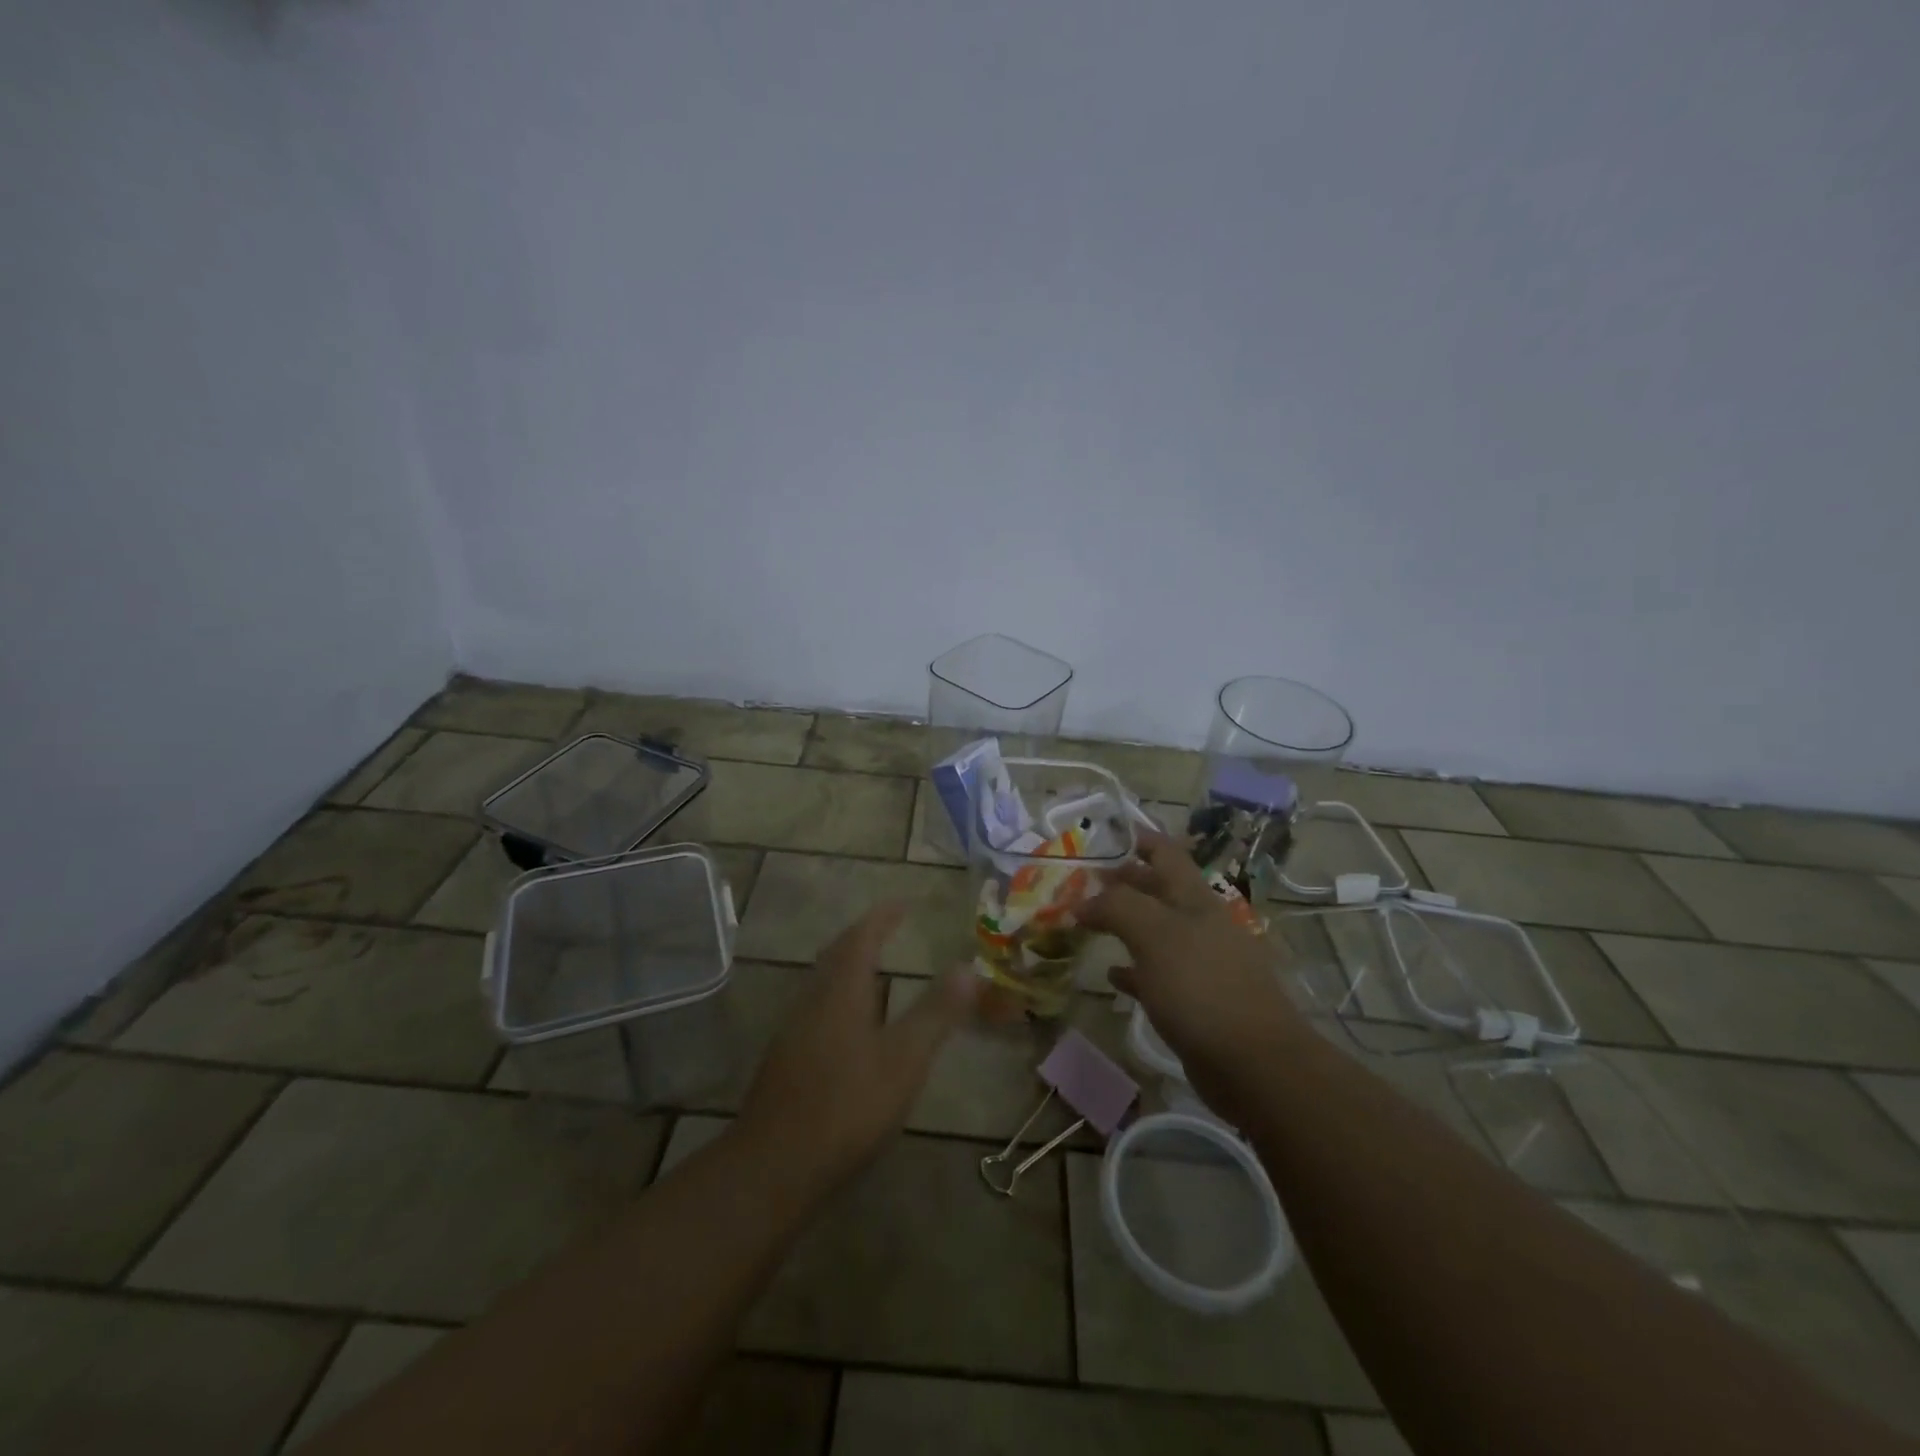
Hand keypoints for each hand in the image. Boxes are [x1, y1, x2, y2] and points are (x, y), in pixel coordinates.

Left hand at [736, 903, 976, 1196]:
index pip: (861, 938)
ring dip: (848, 966)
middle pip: (837, 955)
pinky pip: (817, 1007)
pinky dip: (839, 995)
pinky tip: (851, 1023)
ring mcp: (794, 1030)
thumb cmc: (847, 1106)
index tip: (902, 903)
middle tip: (888, 927)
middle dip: (863, 936)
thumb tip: (968, 965)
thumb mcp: (904, 1059)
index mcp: (841, 991)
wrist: (774, 1167)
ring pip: (823, 982)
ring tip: (874, 968)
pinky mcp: (786, 1059)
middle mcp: (813, 1000)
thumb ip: (936, 1012)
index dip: (882, 917)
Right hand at [1080, 829, 1309, 1117]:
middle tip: (1083, 880)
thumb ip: (1117, 907)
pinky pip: (1156, 975)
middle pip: (1157, 890)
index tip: (1104, 834)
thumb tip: (1083, 901)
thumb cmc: (1202, 987)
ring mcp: (1200, 963)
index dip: (1138, 838)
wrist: (1254, 1062)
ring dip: (1124, 924)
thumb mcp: (1155, 935)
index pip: (1165, 852)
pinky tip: (1111, 975)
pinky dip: (1132, 970)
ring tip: (1087, 922)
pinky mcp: (1195, 1001)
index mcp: (1194, 899)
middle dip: (1123, 880)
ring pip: (1155, 931)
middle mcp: (1199, 924)